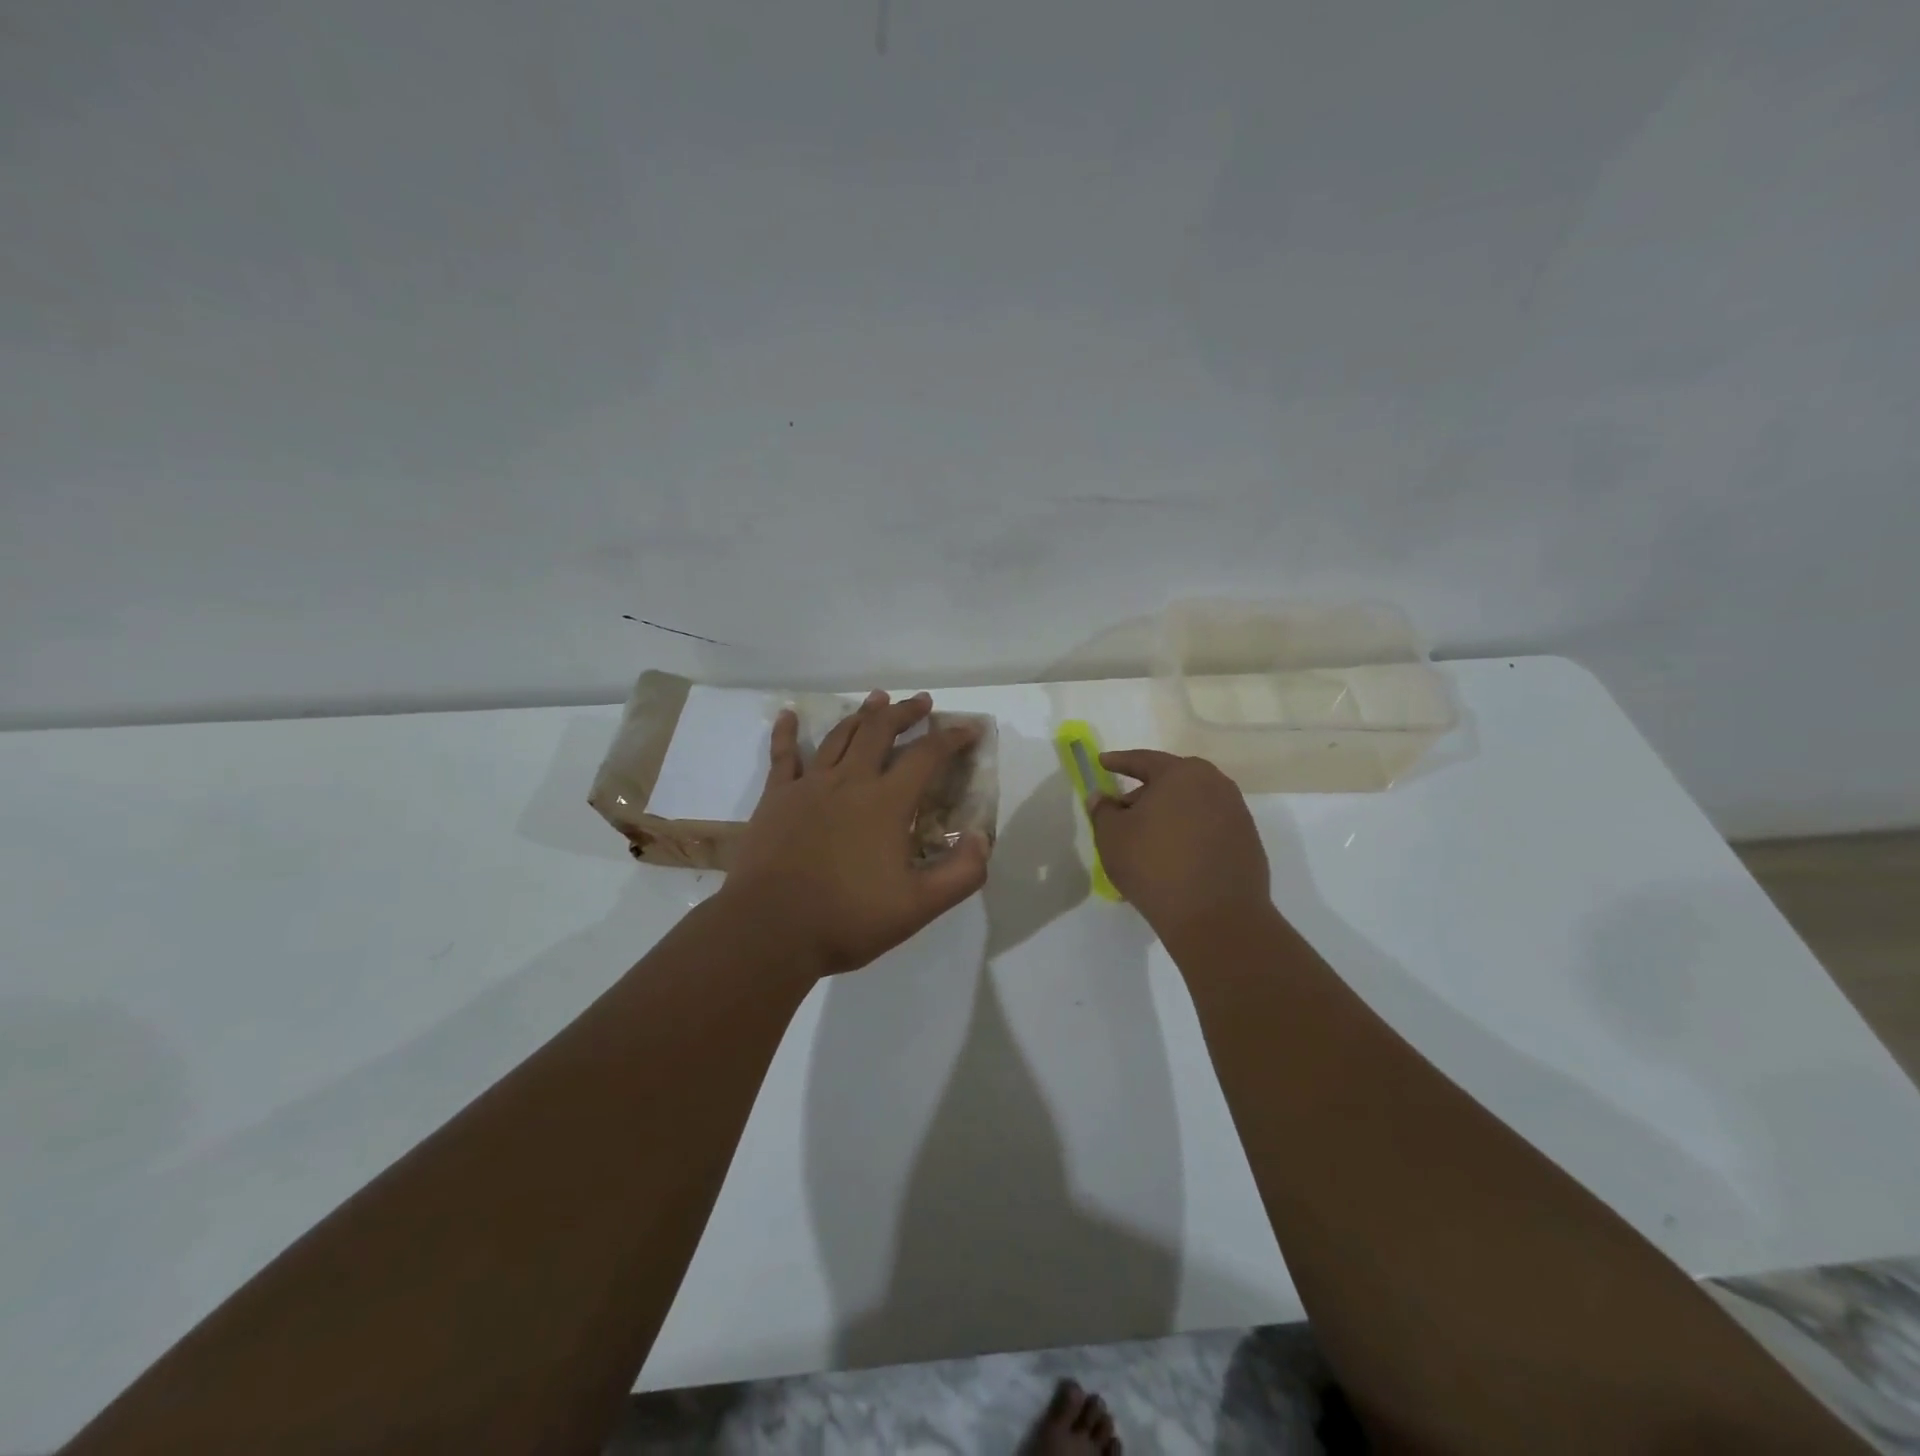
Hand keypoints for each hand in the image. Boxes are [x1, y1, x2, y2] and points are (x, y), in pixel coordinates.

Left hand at [723, 691, 991, 977]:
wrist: (771, 929)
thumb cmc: (848, 919)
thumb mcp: (918, 906)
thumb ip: (961, 873)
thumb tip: (981, 838)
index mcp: (886, 802)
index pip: (927, 756)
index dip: (952, 739)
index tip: (969, 729)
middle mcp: (850, 782)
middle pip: (880, 731)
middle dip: (904, 712)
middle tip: (921, 702)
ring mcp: (809, 786)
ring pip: (840, 736)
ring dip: (862, 714)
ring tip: (876, 699)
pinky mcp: (776, 798)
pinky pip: (783, 755)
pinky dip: (788, 731)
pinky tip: (789, 714)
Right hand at [1090, 750, 1272, 944]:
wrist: (1217, 917)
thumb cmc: (1155, 866)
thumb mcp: (1112, 836)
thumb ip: (1102, 810)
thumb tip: (1101, 797)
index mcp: (1182, 774)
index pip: (1143, 760)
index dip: (1119, 762)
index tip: (1101, 763)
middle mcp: (1215, 784)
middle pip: (1171, 781)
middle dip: (1144, 793)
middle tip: (1122, 811)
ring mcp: (1236, 813)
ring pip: (1191, 805)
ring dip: (1168, 815)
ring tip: (1147, 840)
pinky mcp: (1247, 842)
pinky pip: (1208, 828)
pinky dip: (1188, 834)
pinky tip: (1173, 858)